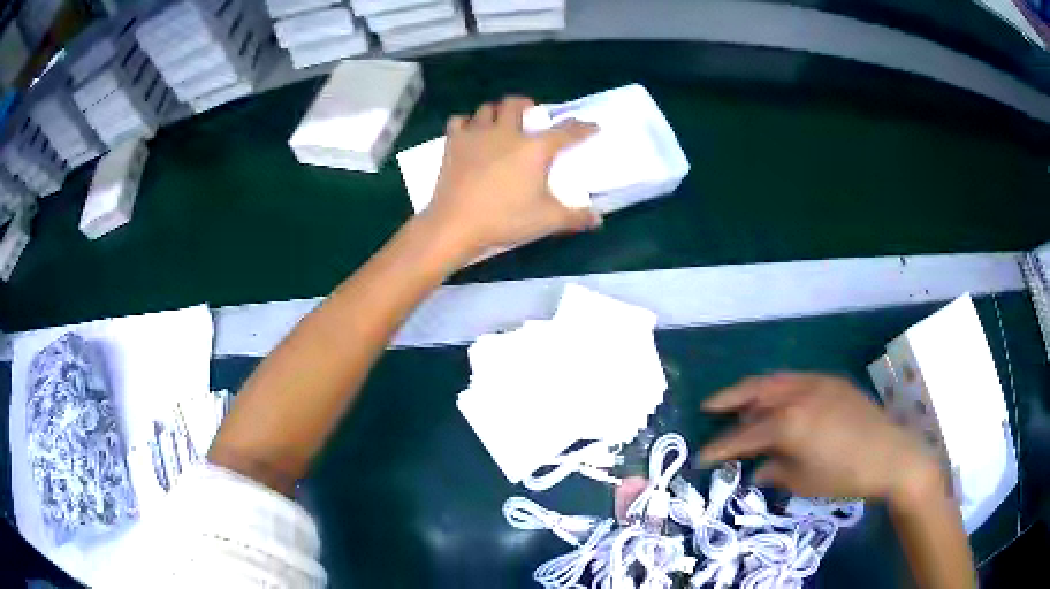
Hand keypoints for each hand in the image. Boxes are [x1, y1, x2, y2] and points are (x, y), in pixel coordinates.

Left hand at [421, 96, 600, 256]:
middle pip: (515, 104)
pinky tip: (470, 133)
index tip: (591, 126)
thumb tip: (598, 220)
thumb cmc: (504, 219)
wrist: (456, 223)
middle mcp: (507, 133)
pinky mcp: (453, 143)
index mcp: (534, 148)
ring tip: (500, 123)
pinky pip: (459, 121)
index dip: (581, 128)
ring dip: (496, 112)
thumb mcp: (546, 220)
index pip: (565, 132)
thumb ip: (575, 217)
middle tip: (530, 113)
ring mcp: (477, 134)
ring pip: (487, 109)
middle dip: (526, 105)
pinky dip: (466, 124)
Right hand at [699, 373, 942, 503]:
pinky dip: (780, 388)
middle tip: (709, 406)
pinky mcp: (833, 381)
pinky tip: (780, 401)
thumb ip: (775, 471)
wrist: (891, 455)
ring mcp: (817, 383)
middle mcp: (799, 395)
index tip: (701, 456)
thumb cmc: (844, 476)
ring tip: (741, 404)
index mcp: (789, 423)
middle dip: (729, 398)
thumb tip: (758, 469)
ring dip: (754, 390)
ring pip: (776, 380)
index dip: (720, 447)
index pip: (744, 435)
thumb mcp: (804, 481)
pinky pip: (797, 379)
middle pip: (755, 391)